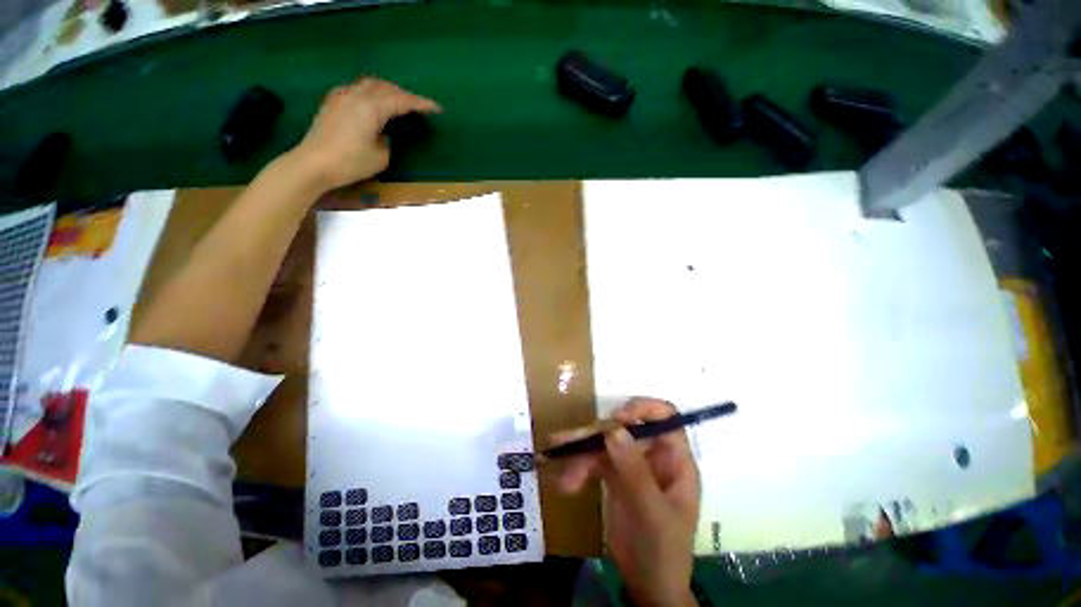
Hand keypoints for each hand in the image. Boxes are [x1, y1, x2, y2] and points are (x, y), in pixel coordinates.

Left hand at [289, 77, 441, 191]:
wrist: (313, 163)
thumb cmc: (350, 163)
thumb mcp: (381, 156)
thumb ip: (387, 140)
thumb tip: (384, 132)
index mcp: (372, 108)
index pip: (402, 101)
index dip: (421, 104)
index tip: (436, 108)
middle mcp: (357, 95)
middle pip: (386, 88)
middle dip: (405, 95)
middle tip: (418, 107)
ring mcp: (342, 96)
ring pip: (370, 84)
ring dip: (387, 90)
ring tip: (398, 101)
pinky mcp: (332, 102)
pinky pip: (356, 89)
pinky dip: (371, 92)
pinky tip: (373, 102)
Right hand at [551, 398, 700, 606]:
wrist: (648, 588)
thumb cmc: (662, 552)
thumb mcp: (652, 514)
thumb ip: (635, 471)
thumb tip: (613, 429)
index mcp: (674, 460)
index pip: (665, 416)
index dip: (641, 409)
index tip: (615, 418)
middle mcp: (653, 455)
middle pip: (625, 428)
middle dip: (596, 435)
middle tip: (568, 443)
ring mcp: (632, 464)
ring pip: (605, 444)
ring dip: (580, 454)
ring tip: (559, 468)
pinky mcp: (615, 476)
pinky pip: (595, 461)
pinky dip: (579, 468)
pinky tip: (565, 483)